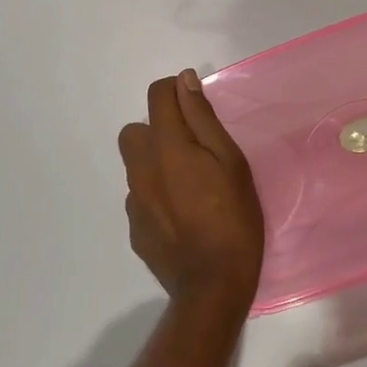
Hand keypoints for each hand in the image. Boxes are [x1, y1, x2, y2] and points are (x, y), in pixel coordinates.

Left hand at [119, 70, 265, 312]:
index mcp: (167, 146)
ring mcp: (133, 200)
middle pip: (136, 130)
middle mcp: (141, 168)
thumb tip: (184, 81)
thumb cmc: (233, 217)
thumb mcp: (230, 161)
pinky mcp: (134, 227)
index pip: (157, 95)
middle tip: (192, 150)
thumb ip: (202, 118)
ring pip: (136, 165)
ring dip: (156, 163)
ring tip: (189, 185)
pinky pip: (140, 196)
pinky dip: (156, 194)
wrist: (213, 286)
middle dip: (159, 130)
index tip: (197, 106)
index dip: (176, 90)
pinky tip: (182, 214)